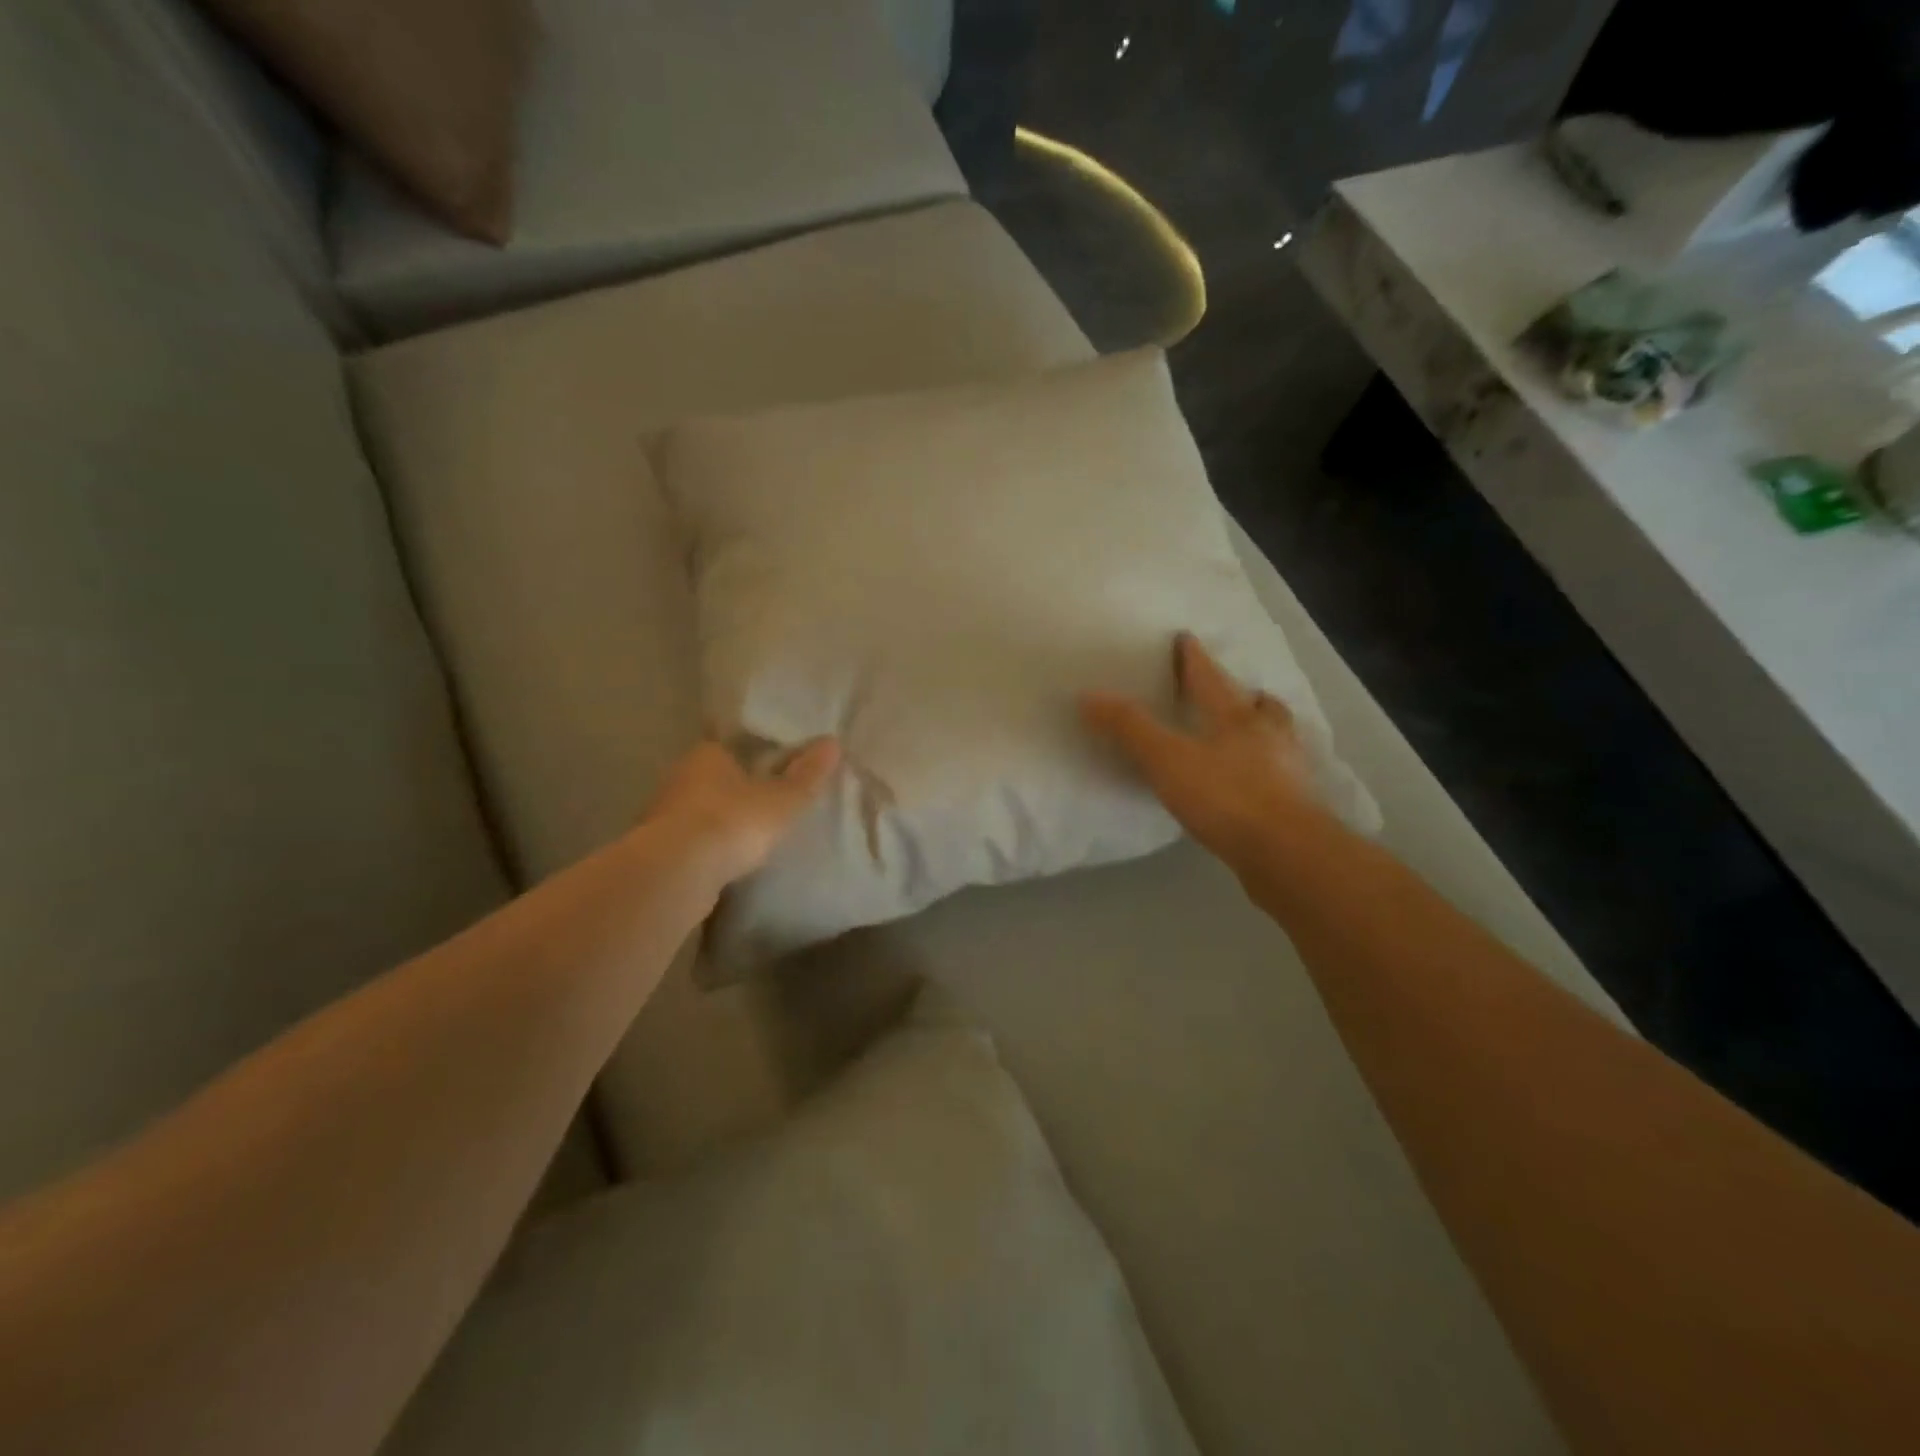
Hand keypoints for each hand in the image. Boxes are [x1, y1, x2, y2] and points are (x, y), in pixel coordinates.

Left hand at [645, 738, 839, 886]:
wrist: (676, 873)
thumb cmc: (733, 821)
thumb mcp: (783, 800)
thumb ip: (807, 775)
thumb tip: (832, 742)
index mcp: (708, 754)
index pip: (731, 745)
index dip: (753, 754)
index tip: (773, 766)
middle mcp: (680, 777)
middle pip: (713, 777)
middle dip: (735, 788)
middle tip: (766, 801)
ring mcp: (663, 814)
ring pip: (698, 809)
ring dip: (718, 819)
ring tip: (748, 834)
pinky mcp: (657, 850)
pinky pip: (689, 841)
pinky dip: (705, 847)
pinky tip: (724, 861)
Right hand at [1081, 633, 1323, 870]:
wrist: (1286, 854)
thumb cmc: (1226, 797)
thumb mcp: (1167, 759)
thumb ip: (1130, 728)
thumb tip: (1089, 696)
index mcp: (1237, 718)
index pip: (1211, 678)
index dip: (1194, 658)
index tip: (1185, 638)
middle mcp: (1268, 737)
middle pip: (1259, 706)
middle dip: (1244, 695)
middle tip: (1234, 692)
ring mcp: (1287, 772)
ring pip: (1277, 740)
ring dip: (1263, 732)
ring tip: (1246, 737)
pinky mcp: (1295, 807)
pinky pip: (1279, 777)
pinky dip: (1266, 772)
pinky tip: (1252, 785)